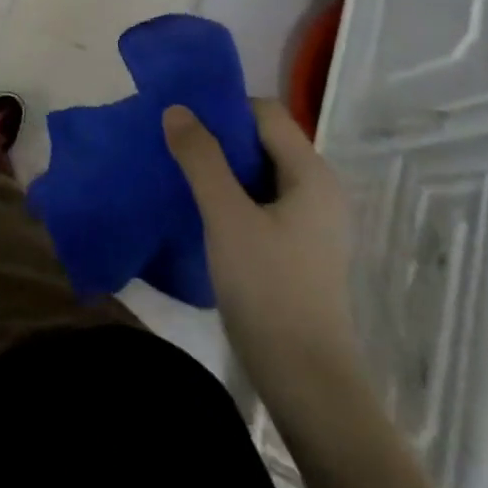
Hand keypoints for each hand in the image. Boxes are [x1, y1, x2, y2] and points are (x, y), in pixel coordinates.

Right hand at [164, 100, 361, 408]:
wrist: (305, 380)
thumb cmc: (269, 289)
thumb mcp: (226, 216)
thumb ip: (201, 159)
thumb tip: (176, 109)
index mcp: (311, 175)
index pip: (266, 113)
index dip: (223, 108)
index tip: (180, 119)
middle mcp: (317, 190)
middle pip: (262, 141)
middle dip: (216, 137)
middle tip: (171, 143)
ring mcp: (309, 222)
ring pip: (257, 173)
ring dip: (219, 168)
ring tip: (176, 172)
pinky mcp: (296, 248)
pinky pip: (258, 201)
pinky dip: (228, 195)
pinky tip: (197, 209)